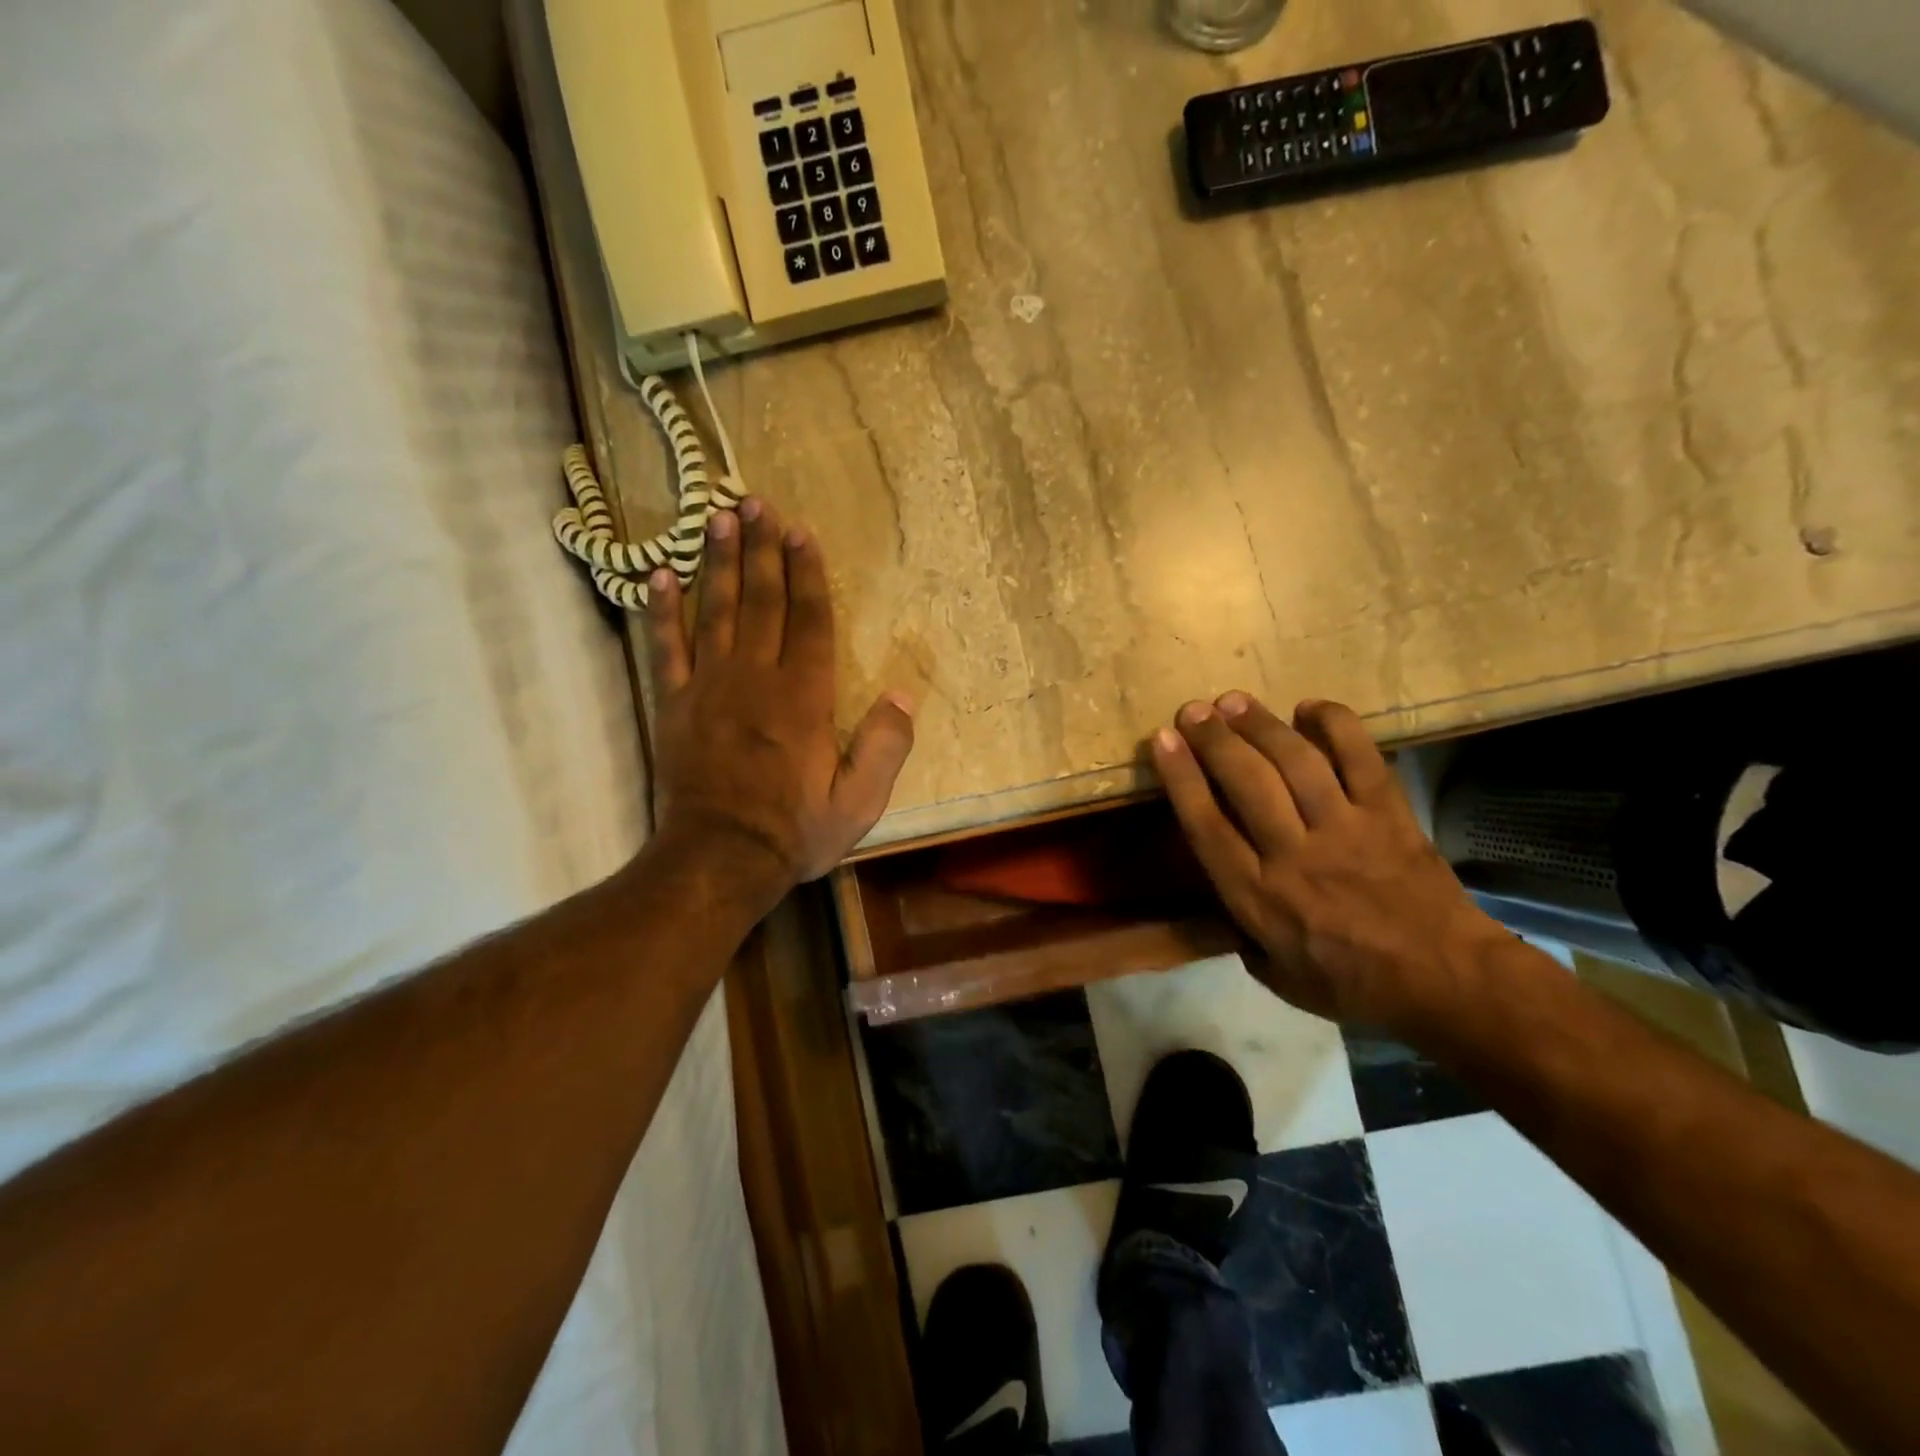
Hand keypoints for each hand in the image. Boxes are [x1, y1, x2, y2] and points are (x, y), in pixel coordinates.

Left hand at [644, 498, 914, 895]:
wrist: (719, 859)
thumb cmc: (795, 831)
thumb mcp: (859, 802)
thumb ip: (885, 746)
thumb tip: (903, 694)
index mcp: (804, 697)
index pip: (808, 620)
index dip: (806, 573)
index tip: (799, 531)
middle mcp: (756, 678)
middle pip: (761, 601)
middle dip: (761, 550)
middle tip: (755, 502)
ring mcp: (709, 688)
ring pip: (715, 611)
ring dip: (718, 562)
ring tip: (718, 518)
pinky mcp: (674, 705)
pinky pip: (666, 648)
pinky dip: (661, 611)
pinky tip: (658, 574)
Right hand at [1153, 692, 1505, 1029]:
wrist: (1448, 981)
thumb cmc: (1352, 984)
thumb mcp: (1276, 975)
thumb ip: (1242, 932)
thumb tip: (1225, 893)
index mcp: (1259, 896)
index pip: (1208, 824)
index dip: (1181, 777)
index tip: (1162, 740)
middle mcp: (1295, 854)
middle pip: (1246, 781)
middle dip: (1213, 739)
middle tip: (1193, 710)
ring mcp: (1346, 828)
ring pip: (1296, 761)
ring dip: (1261, 724)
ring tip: (1234, 701)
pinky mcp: (1389, 814)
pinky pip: (1360, 757)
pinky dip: (1335, 724)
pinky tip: (1309, 707)